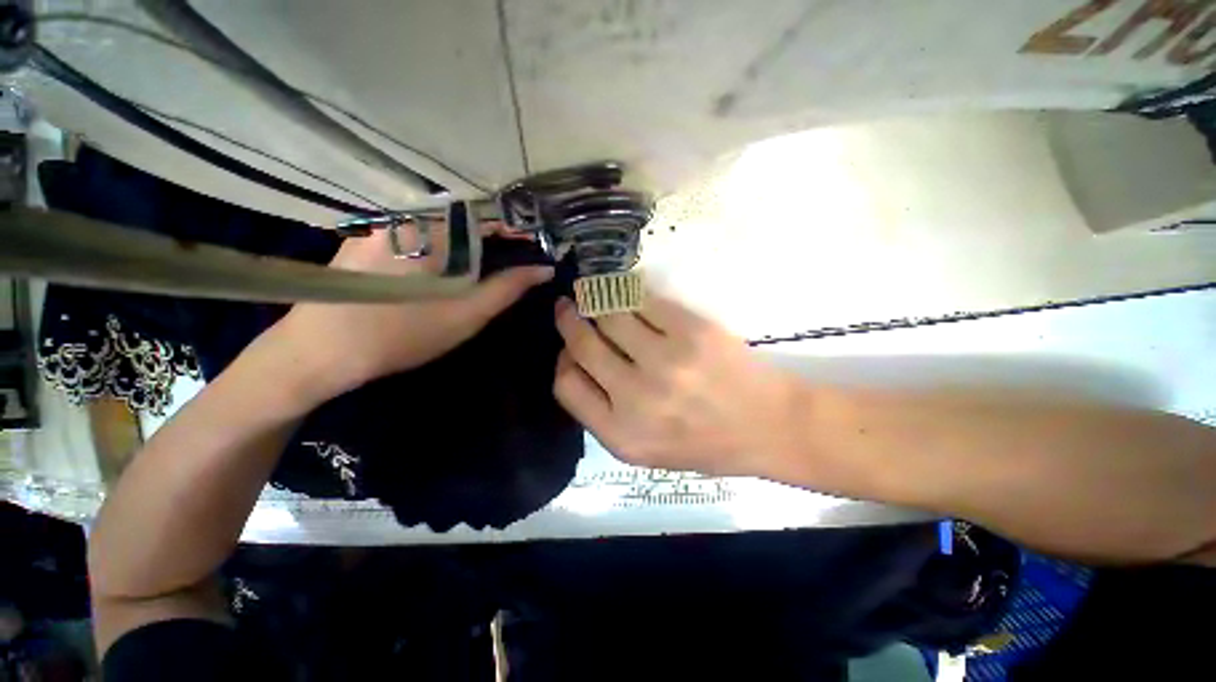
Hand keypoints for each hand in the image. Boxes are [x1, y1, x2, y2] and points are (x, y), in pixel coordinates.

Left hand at [263, 229, 552, 404]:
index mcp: (435, 226)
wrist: (321, 351)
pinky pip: (423, 229)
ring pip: (446, 222)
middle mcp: (409, 212)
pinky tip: (453, 263)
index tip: (538, 246)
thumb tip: (544, 268)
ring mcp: (386, 221)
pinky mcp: (372, 235)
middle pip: (469, 214)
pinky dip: (448, 241)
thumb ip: (510, 286)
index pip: (491, 212)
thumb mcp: (468, 313)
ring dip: (474, 238)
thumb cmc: (403, 333)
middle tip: (520, 258)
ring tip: (493, 262)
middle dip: (499, 234)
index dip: (520, 228)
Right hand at [553, 293, 800, 476]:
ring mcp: (666, 361)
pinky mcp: (692, 331)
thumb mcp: (645, 449)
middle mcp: (637, 399)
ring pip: (609, 315)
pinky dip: (628, 292)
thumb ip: (605, 412)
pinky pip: (644, 301)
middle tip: (567, 304)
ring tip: (590, 291)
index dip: (562, 359)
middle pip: (582, 345)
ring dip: (594, 298)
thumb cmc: (706, 443)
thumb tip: (577, 361)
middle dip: (569, 319)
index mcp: (622, 435)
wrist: (769, 426)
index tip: (567, 346)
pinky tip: (625, 290)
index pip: (566, 385)